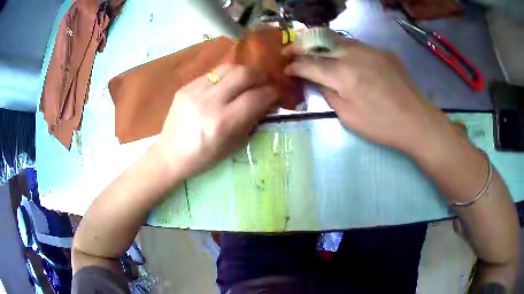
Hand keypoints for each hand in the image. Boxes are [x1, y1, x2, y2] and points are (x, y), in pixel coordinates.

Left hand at [153, 64, 277, 179]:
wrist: (170, 154)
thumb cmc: (204, 157)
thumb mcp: (234, 145)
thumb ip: (252, 120)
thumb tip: (266, 102)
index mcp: (223, 122)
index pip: (256, 97)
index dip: (271, 92)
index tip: (276, 93)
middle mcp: (210, 102)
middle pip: (244, 74)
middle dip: (260, 76)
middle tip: (264, 83)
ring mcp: (195, 91)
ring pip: (228, 67)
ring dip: (243, 72)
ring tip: (247, 81)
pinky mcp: (186, 87)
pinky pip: (212, 73)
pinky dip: (225, 77)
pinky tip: (226, 86)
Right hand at [283, 39, 451, 154]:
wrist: (416, 120)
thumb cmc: (381, 125)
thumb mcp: (347, 116)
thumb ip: (329, 93)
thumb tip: (319, 80)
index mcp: (343, 74)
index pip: (310, 64)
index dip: (294, 65)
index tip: (285, 68)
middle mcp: (354, 54)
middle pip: (320, 42)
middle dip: (301, 45)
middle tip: (290, 51)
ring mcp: (370, 49)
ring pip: (338, 39)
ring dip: (321, 44)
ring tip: (313, 51)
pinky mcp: (382, 51)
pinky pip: (356, 45)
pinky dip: (343, 48)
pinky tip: (343, 57)